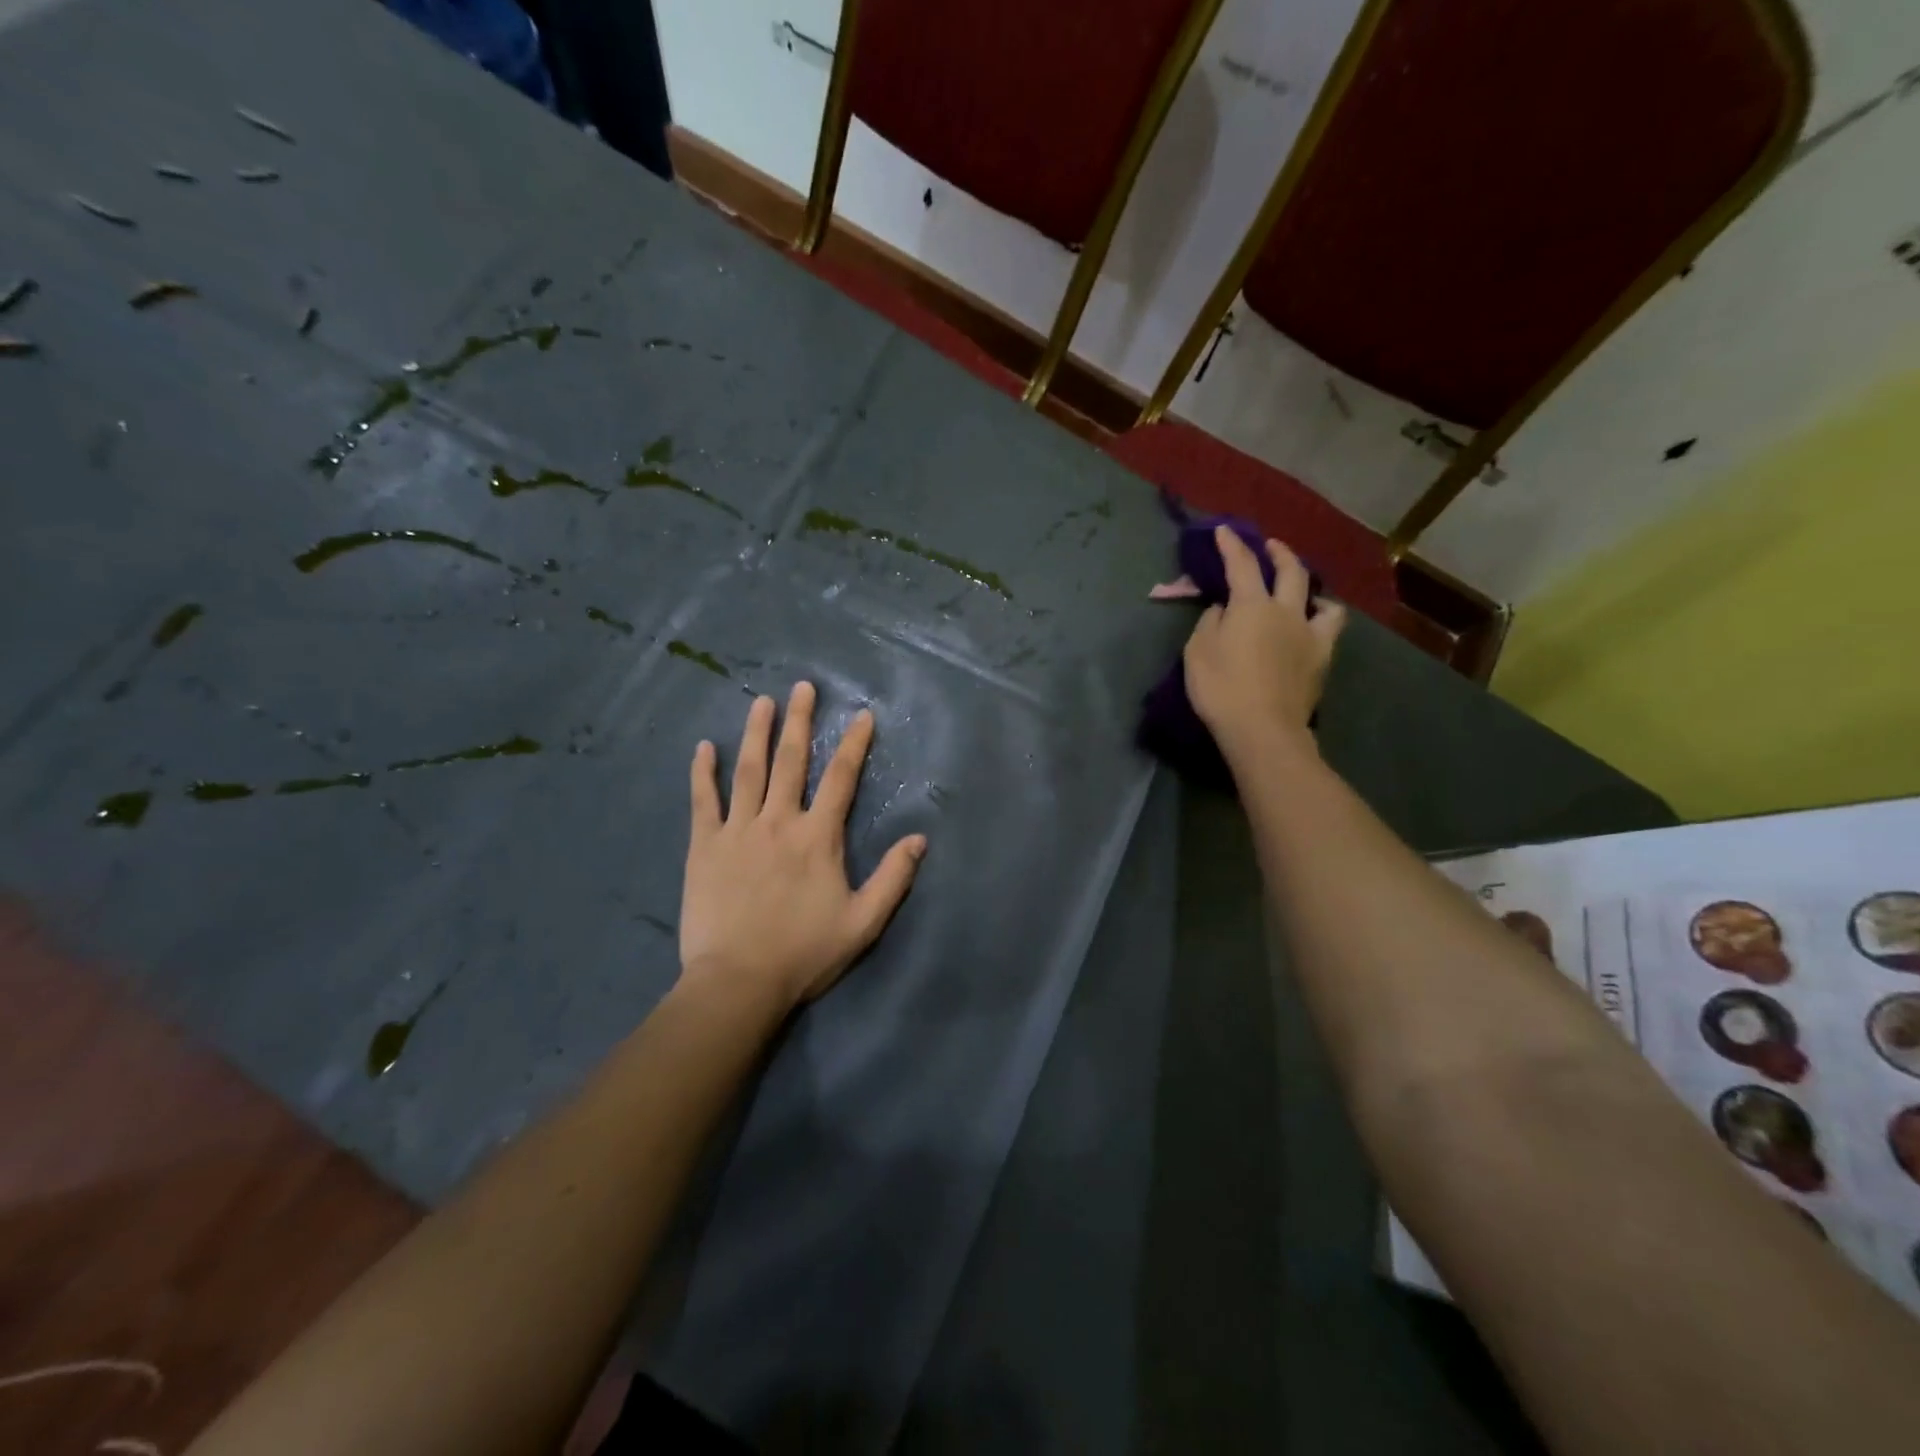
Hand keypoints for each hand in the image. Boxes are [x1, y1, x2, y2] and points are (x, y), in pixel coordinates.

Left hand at [680, 682, 926, 1012]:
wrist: (738, 982)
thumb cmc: (804, 953)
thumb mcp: (863, 922)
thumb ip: (893, 878)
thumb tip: (919, 839)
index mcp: (818, 837)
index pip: (841, 779)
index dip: (854, 744)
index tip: (862, 715)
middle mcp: (779, 821)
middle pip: (792, 761)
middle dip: (801, 721)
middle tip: (804, 687)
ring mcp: (738, 830)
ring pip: (749, 771)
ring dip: (756, 734)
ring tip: (762, 702)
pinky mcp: (704, 846)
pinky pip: (703, 800)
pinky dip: (703, 772)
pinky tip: (704, 747)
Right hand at [1183, 527, 1345, 762]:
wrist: (1262, 728)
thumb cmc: (1221, 688)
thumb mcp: (1198, 652)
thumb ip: (1211, 623)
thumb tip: (1224, 609)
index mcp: (1252, 606)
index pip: (1241, 565)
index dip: (1232, 545)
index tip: (1224, 530)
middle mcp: (1286, 611)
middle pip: (1290, 571)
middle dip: (1278, 553)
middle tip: (1269, 546)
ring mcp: (1310, 635)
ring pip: (1322, 600)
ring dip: (1311, 590)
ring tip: (1303, 594)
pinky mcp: (1322, 659)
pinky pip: (1329, 630)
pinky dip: (1322, 621)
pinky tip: (1313, 628)